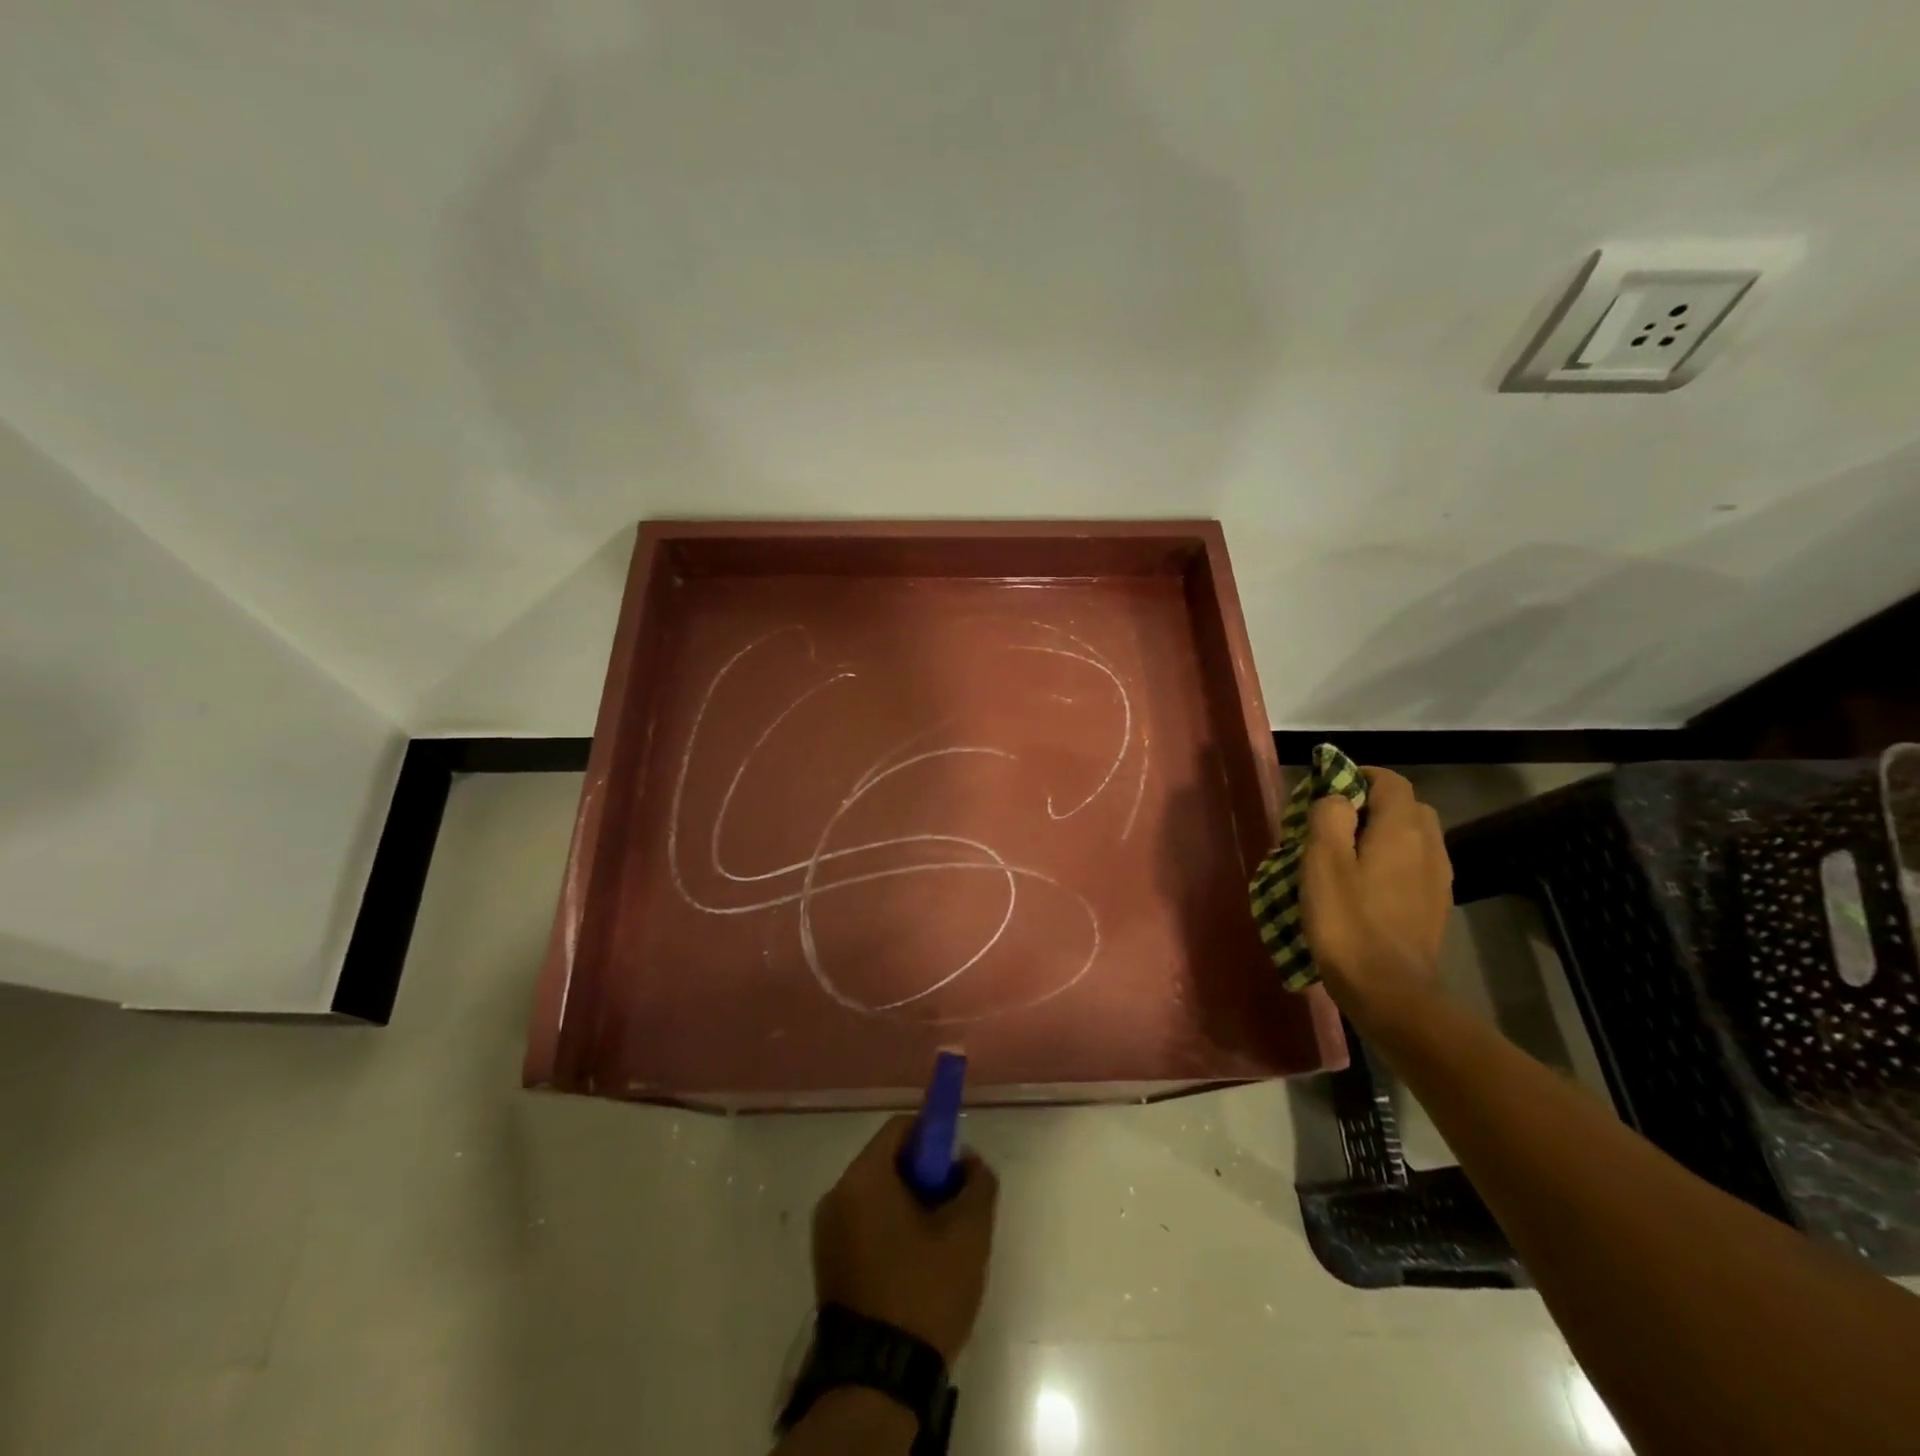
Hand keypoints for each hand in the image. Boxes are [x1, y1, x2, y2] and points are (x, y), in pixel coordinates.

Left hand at [812, 1115, 999, 1363]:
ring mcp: (826, 1232)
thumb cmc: (923, 1292)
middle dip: (923, 1175)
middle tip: (953, 1206)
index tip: (956, 1166)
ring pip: (876, 1195)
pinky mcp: (827, 1264)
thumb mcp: (968, 1233)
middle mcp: (836, 1195)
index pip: (900, 1128)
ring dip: (909, 1204)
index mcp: (863, 1178)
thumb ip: (977, 1182)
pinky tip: (915, 1264)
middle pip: (887, 1161)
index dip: (933, 1137)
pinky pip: (863, 1224)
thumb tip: (968, 1161)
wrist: (877, 1382)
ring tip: (939, 1241)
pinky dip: (890, 1229)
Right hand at [1300, 767, 1452, 1021]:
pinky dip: (1392, 862)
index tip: (1326, 790)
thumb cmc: (1348, 923)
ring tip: (1346, 856)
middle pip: (1406, 806)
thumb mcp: (1322, 863)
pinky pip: (1415, 866)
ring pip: (1413, 837)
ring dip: (1383, 835)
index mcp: (1401, 829)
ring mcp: (1438, 879)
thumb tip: (1338, 799)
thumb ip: (1330, 817)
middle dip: (1372, 805)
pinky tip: (1366, 886)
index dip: (1358, 776)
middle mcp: (1429, 846)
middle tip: (1333, 823)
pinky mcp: (1435, 906)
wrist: (1390, 993)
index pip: (1390, 781)